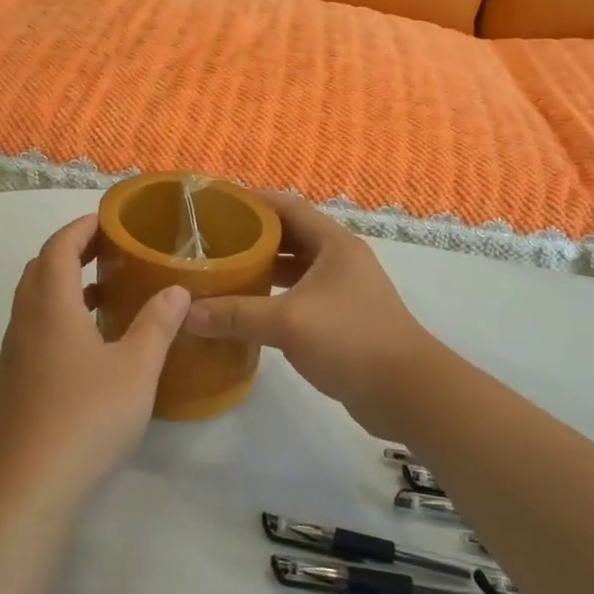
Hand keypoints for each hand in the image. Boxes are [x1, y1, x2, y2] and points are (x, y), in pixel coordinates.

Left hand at [0, 214, 190, 512]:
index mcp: (50, 306)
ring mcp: (13, 356)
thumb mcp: (135, 369)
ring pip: (34, 303)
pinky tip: (88, 348)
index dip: (81, 228)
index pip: (58, 247)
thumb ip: (157, 325)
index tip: (108, 221)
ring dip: (63, 287)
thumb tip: (176, 290)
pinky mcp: (11, 385)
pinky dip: (58, 319)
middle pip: (40, 270)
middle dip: (71, 252)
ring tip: (104, 294)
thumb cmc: (85, 417)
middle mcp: (25, 323)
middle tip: (108, 252)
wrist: (24, 488)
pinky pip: (33, 332)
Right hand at [184, 193, 435, 432]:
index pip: (286, 206)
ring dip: (261, 268)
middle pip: (289, 235)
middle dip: (250, 236)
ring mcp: (342, 290)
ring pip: (294, 268)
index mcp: (333, 243)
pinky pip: (299, 296)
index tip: (214, 204)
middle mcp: (339, 259)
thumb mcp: (288, 322)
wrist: (407, 392)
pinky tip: (245, 309)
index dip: (251, 200)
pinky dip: (272, 296)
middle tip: (209, 241)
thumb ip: (236, 315)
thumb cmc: (350, 340)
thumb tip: (185, 314)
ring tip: (220, 271)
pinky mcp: (340, 318)